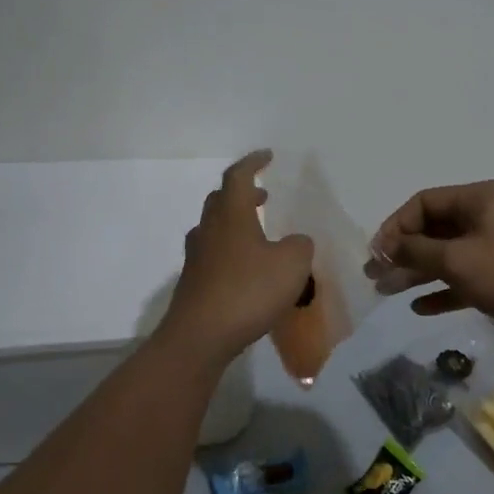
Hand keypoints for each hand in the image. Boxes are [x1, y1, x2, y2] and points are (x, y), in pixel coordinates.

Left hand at [162, 151, 314, 363]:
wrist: (200, 337)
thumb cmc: (248, 292)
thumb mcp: (292, 265)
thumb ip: (299, 246)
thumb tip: (295, 242)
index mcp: (231, 216)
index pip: (238, 177)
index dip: (253, 163)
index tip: (267, 156)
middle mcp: (209, 230)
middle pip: (220, 200)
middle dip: (242, 193)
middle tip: (263, 196)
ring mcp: (197, 257)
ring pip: (214, 228)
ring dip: (235, 222)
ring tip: (257, 233)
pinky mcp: (194, 283)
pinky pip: (213, 255)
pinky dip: (231, 251)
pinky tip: (246, 269)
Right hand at [368, 180, 493, 338]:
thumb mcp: (457, 261)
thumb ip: (417, 252)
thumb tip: (386, 248)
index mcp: (478, 198)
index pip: (424, 202)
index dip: (395, 226)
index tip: (377, 253)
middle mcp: (486, 214)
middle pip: (433, 228)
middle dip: (403, 252)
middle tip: (375, 275)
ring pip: (447, 253)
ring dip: (417, 272)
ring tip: (387, 292)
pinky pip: (464, 274)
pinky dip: (443, 288)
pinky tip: (419, 307)